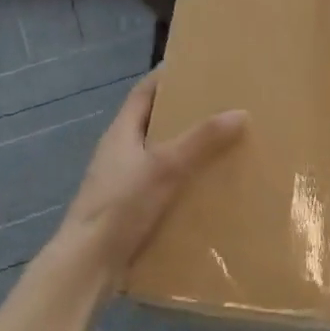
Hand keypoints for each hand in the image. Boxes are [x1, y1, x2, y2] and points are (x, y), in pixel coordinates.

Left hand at [58, 71, 246, 277]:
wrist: (88, 263)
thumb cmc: (121, 205)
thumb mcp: (166, 167)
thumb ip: (201, 140)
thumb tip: (240, 112)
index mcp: (121, 132)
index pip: (144, 92)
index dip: (166, 77)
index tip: (196, 67)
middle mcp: (120, 152)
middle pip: (153, 122)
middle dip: (184, 113)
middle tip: (220, 105)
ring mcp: (123, 182)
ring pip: (159, 155)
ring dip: (185, 149)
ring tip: (222, 144)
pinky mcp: (130, 209)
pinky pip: (161, 184)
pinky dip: (182, 180)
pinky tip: (207, 187)